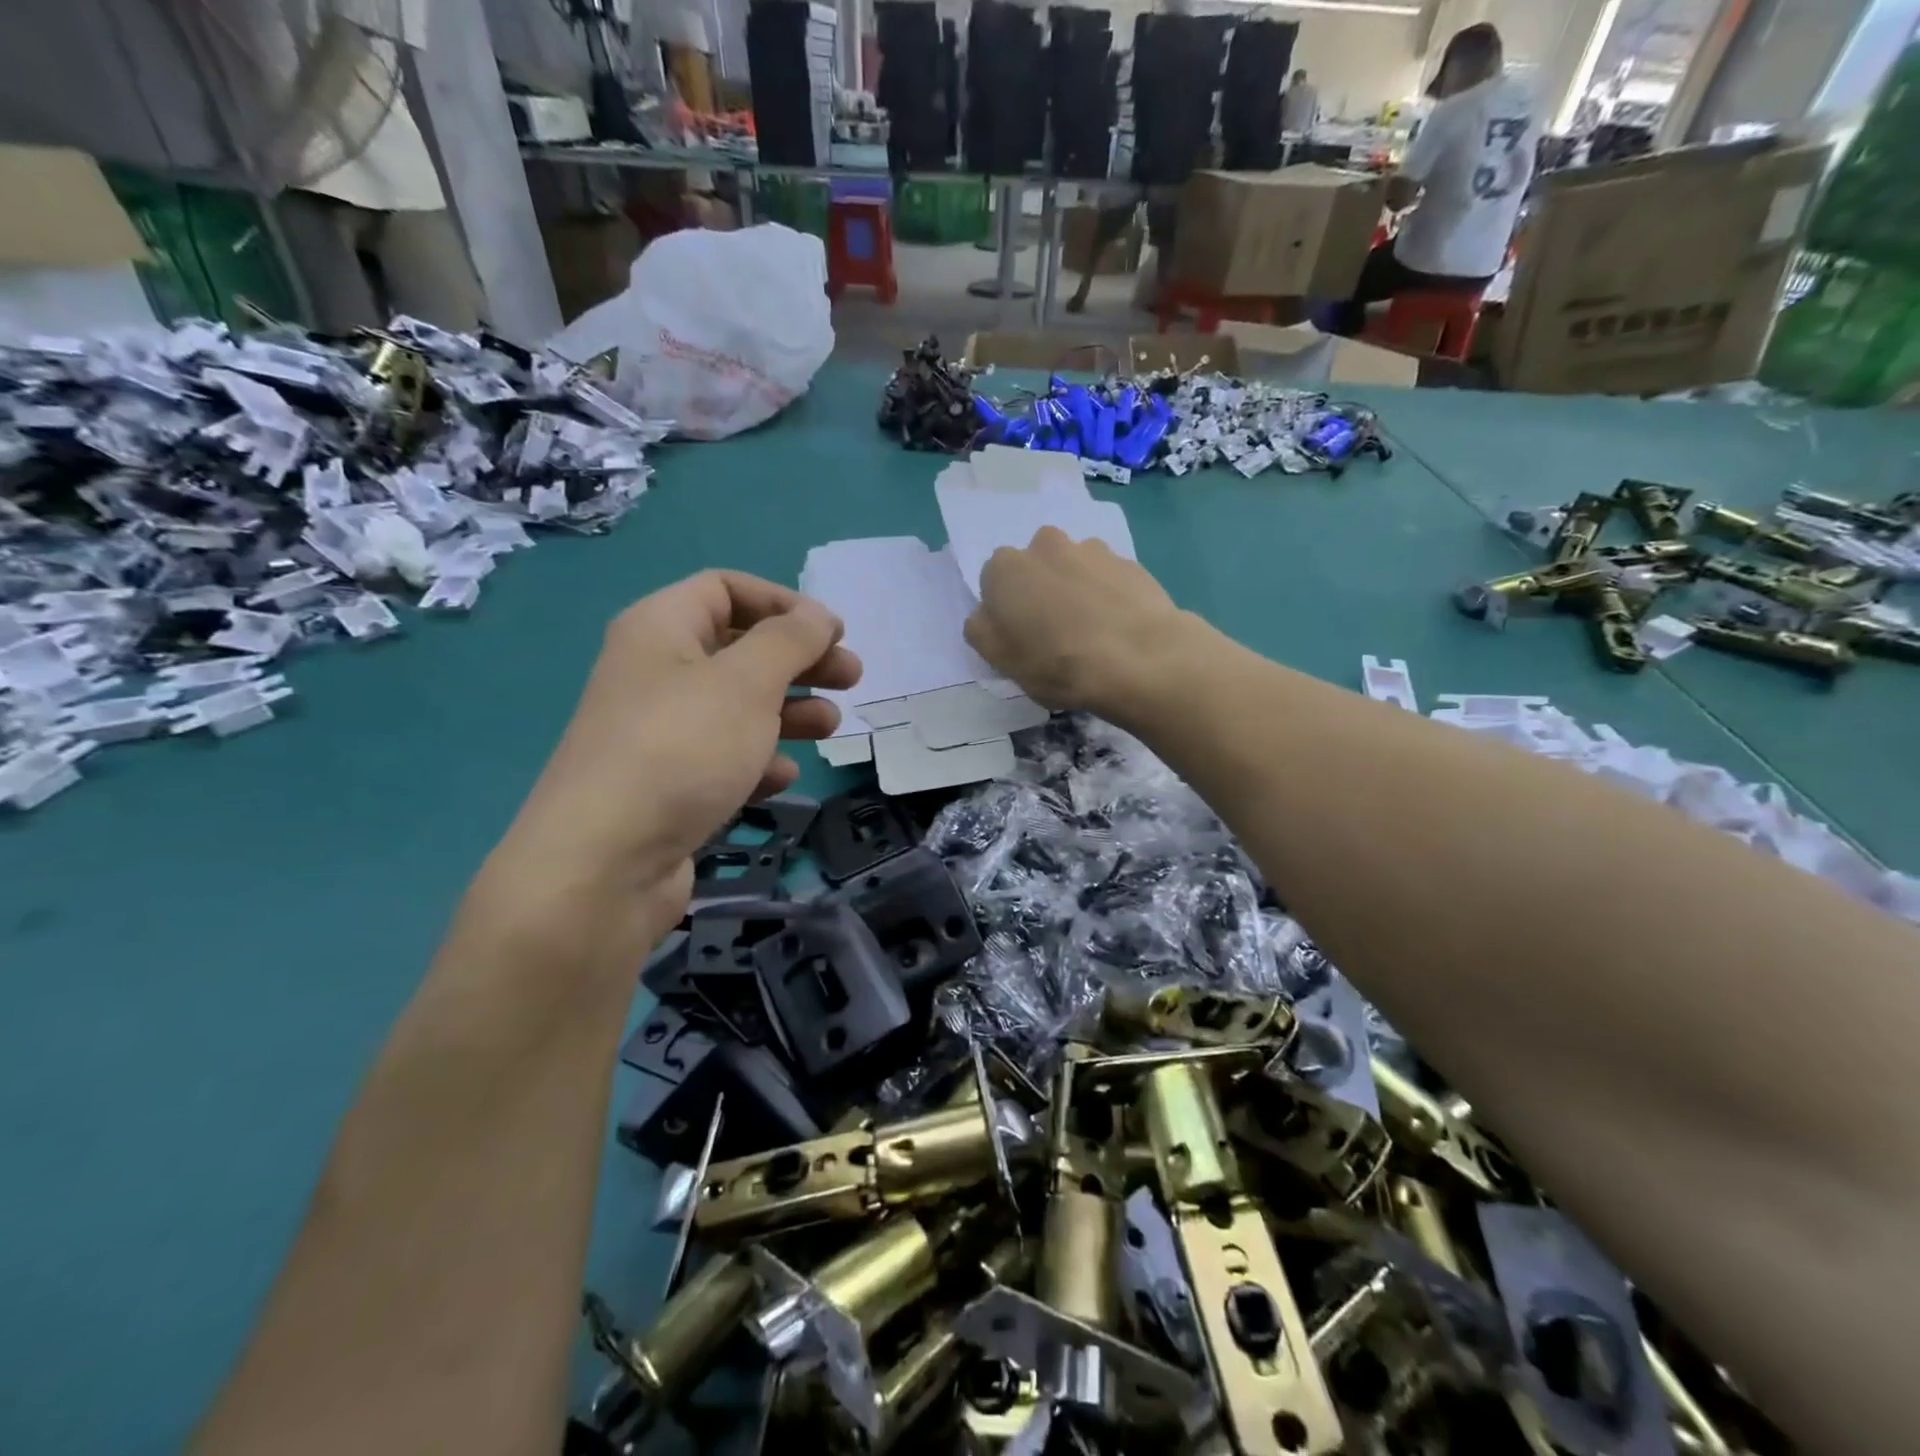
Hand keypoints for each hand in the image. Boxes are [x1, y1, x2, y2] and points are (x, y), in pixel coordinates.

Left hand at [484, 571, 860, 940]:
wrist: (605, 864)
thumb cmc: (682, 750)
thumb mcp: (747, 682)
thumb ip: (790, 640)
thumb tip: (817, 614)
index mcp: (661, 628)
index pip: (726, 588)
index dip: (784, 603)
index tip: (833, 633)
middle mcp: (655, 673)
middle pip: (740, 648)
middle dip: (799, 660)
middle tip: (851, 679)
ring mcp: (660, 733)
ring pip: (737, 706)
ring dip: (789, 711)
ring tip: (830, 729)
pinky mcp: (668, 785)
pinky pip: (723, 757)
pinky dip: (757, 760)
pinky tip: (780, 778)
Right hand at [964, 527, 1185, 714]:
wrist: (1138, 658)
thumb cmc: (1056, 662)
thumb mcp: (1001, 660)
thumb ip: (982, 631)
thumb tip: (985, 616)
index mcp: (1005, 568)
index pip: (994, 583)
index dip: (1006, 611)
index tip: (1021, 637)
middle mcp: (1045, 545)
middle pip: (1036, 567)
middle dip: (1042, 590)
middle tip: (1055, 632)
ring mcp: (1092, 550)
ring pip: (1074, 568)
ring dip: (1077, 589)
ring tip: (1093, 631)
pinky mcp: (1130, 563)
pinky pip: (1109, 578)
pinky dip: (1110, 596)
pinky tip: (1119, 628)